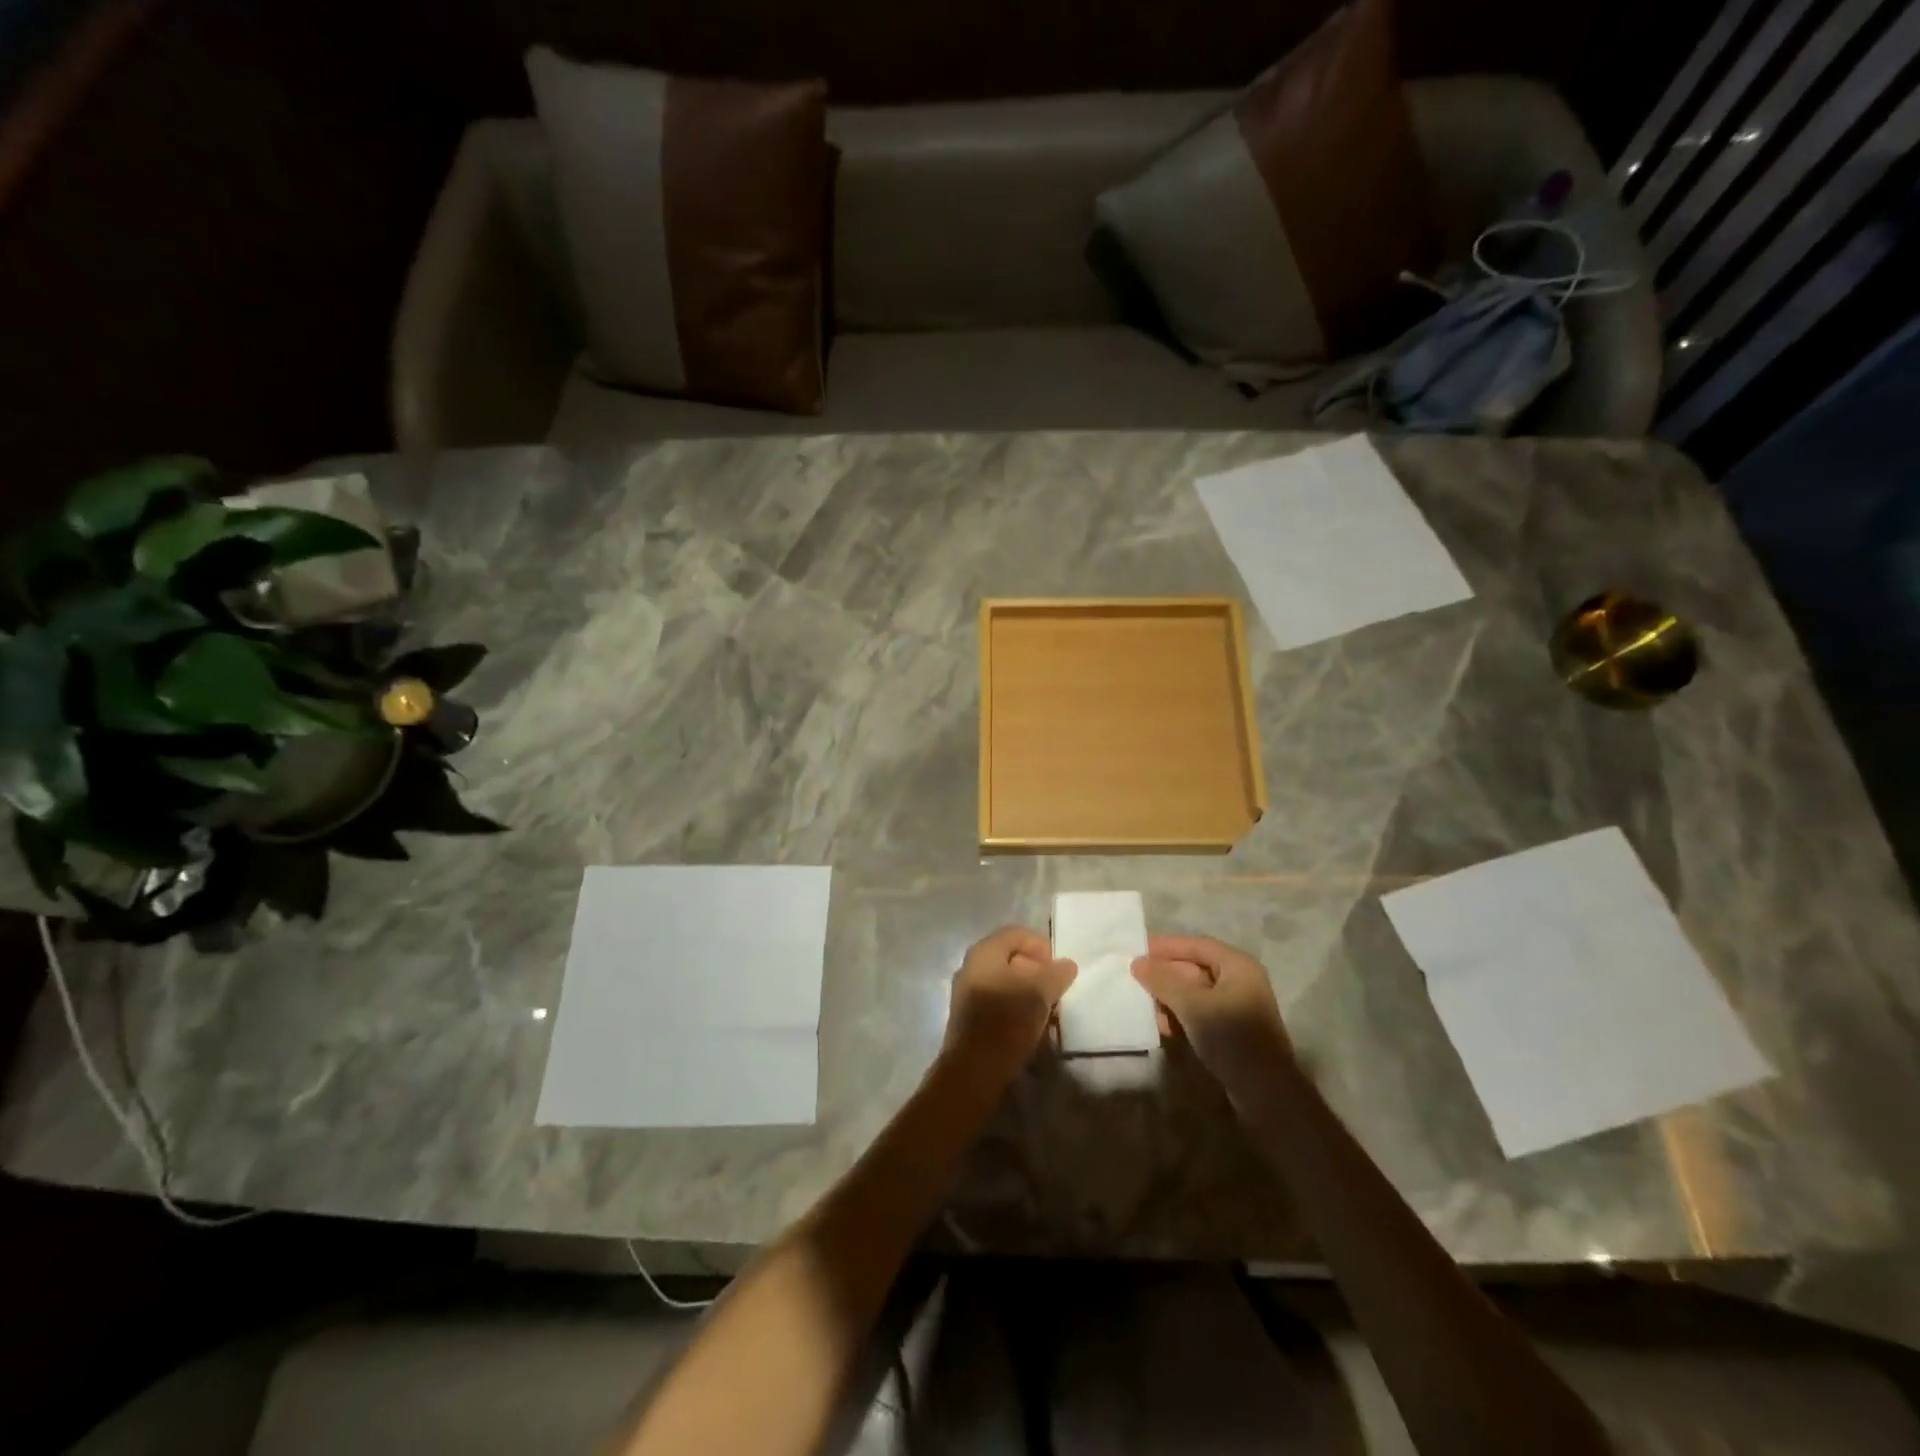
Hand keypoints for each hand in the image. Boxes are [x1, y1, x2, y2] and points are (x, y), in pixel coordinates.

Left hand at [942, 926, 1076, 1081]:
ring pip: (1004, 980)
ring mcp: (967, 992)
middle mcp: (971, 966)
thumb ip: (1056, 974)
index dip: (1041, 946)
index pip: (1017, 934)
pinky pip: (997, 999)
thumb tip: (1067, 965)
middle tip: (1055, 988)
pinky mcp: (969, 1016)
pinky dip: (1016, 1004)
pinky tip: (1030, 1023)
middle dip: (1036, 969)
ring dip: (1028, 989)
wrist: (974, 1069)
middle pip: (1010, 956)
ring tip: (1047, 1008)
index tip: (1058, 968)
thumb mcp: (1040, 992)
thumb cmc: (1007, 1020)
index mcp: (984, 952)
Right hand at [1132, 935, 1292, 1094]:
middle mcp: (1240, 981)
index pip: (1196, 945)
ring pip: (1195, 992)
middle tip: (1135, 978)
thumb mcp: (1192, 1005)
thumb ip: (1163, 981)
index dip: (1166, 946)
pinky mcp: (1231, 1030)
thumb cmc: (1231, 1037)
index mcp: (1238, 966)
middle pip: (1195, 968)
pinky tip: (1160, 1025)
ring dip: (1169, 997)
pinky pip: (1200, 1012)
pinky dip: (1180, 1014)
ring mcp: (1237, 1007)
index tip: (1137, 950)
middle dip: (1165, 974)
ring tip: (1143, 1004)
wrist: (1265, 1092)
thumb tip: (1137, 962)